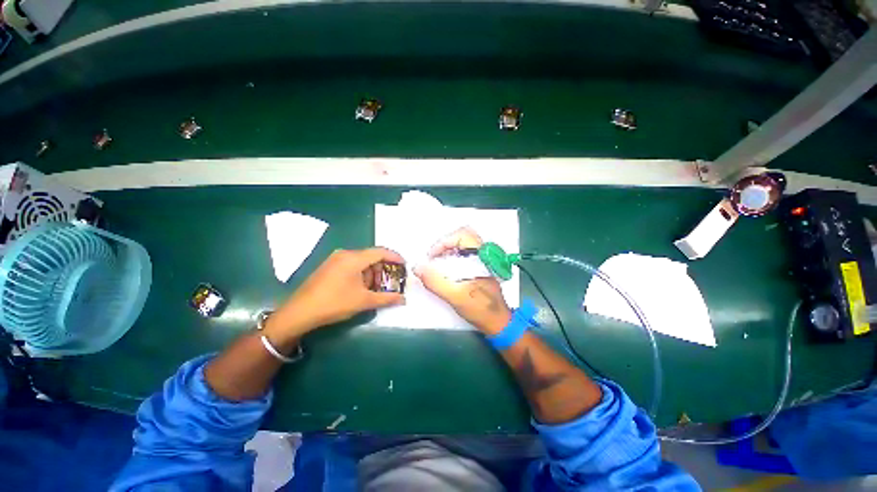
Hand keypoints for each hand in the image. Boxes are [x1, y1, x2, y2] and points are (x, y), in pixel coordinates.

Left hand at [264, 248, 404, 348]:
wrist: (299, 312)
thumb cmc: (334, 303)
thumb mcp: (364, 301)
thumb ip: (387, 298)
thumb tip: (404, 299)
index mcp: (354, 258)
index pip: (381, 252)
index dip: (395, 257)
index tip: (405, 265)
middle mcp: (345, 254)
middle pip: (371, 256)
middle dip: (384, 268)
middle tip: (392, 281)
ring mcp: (335, 259)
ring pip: (362, 261)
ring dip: (373, 272)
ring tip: (377, 288)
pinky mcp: (329, 266)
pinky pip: (352, 265)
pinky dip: (362, 274)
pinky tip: (362, 287)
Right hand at [415, 227, 511, 334]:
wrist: (497, 321)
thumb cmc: (480, 308)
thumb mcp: (455, 296)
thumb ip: (435, 281)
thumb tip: (418, 267)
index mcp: (481, 257)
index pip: (462, 234)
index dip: (444, 242)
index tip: (432, 256)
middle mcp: (483, 255)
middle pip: (461, 237)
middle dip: (444, 245)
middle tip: (433, 258)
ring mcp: (482, 260)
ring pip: (462, 245)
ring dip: (447, 251)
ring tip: (437, 265)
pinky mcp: (479, 267)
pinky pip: (464, 254)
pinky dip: (451, 258)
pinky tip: (446, 271)